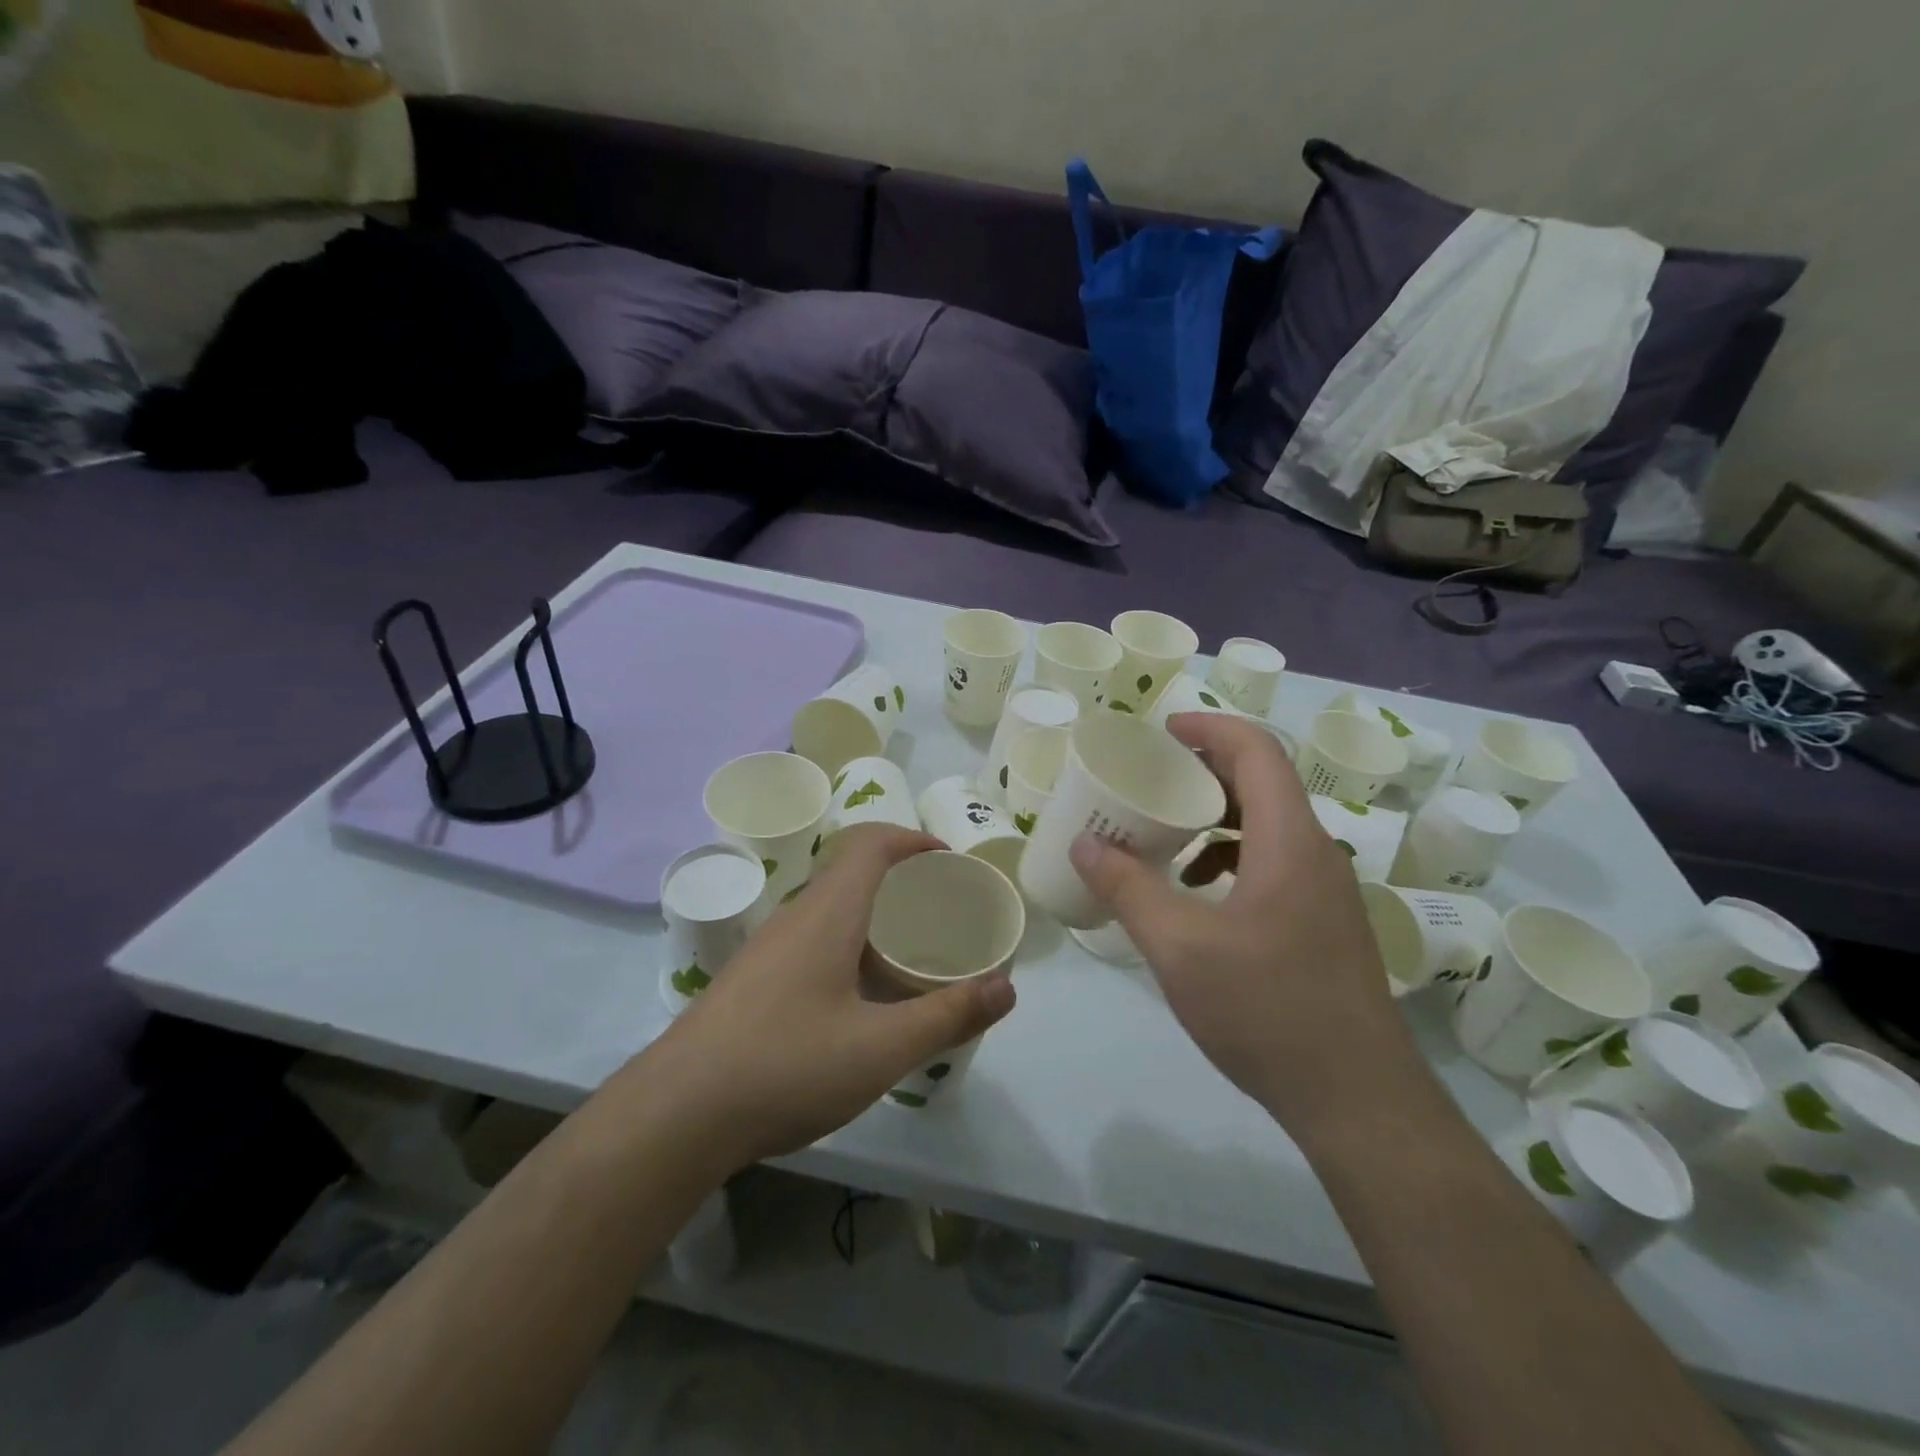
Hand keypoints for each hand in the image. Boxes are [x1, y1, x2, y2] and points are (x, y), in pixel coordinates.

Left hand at [650, 826, 1016, 1164]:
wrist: (674, 1115)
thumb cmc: (785, 1066)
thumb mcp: (880, 1049)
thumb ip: (947, 1015)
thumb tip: (1007, 988)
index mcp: (827, 914)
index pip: (871, 844)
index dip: (914, 840)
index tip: (950, 863)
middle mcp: (795, 917)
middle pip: (852, 873)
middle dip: (903, 881)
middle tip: (943, 914)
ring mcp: (767, 949)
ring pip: (831, 910)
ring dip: (874, 916)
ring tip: (910, 956)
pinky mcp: (752, 980)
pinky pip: (812, 940)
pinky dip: (849, 946)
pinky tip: (859, 999)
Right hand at [1068, 714, 1407, 1123]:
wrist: (1357, 1101)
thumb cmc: (1267, 1010)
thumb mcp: (1179, 947)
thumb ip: (1127, 889)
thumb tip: (1084, 844)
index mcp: (1290, 841)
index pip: (1257, 751)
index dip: (1210, 727)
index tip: (1162, 730)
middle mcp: (1316, 854)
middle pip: (1263, 783)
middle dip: (1205, 771)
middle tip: (1152, 779)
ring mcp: (1326, 892)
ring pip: (1269, 826)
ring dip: (1218, 818)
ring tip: (1167, 837)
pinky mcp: (1324, 925)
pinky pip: (1275, 864)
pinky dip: (1232, 859)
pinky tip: (1199, 896)